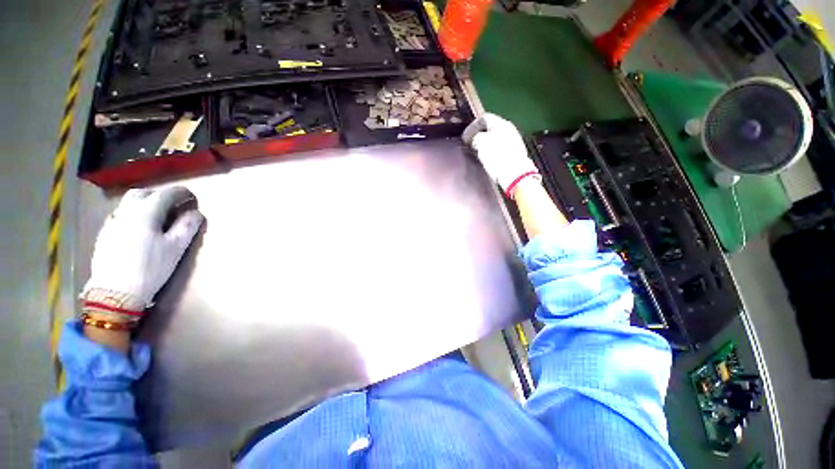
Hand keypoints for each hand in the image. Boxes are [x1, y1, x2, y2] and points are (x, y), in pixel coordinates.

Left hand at [81, 187, 204, 322]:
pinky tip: (137, 228)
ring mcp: (112, 223)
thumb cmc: (151, 268)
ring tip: (156, 215)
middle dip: (160, 195)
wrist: (115, 292)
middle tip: (173, 204)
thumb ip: (187, 226)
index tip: (192, 197)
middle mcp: (127, 212)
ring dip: (144, 203)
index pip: (166, 194)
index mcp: (146, 213)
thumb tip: (196, 213)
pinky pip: (120, 216)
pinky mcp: (105, 234)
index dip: (181, 193)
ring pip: (128, 203)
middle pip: (143, 193)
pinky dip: (132, 215)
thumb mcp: (176, 248)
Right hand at [462, 113, 539, 197]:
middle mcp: (509, 130)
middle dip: (479, 136)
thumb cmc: (497, 157)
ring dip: (485, 145)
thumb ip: (475, 137)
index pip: (484, 118)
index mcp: (501, 123)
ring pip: (495, 139)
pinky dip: (492, 152)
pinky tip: (488, 160)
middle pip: (491, 129)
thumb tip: (475, 139)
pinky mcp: (514, 155)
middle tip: (470, 144)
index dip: (472, 127)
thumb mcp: (480, 143)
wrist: (515, 175)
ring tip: (477, 153)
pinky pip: (499, 149)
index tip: (464, 137)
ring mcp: (514, 142)